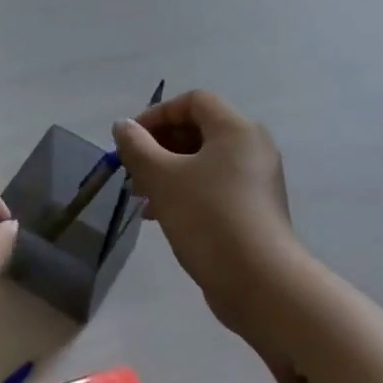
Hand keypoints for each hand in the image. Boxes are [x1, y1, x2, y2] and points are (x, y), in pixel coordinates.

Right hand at [113, 90, 295, 315]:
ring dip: (168, 172)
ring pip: (204, 161)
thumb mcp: (162, 178)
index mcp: (235, 129)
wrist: (259, 281)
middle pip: (199, 130)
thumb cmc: (207, 217)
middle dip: (159, 146)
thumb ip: (137, 147)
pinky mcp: (254, 208)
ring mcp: (257, 180)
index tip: (130, 140)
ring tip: (142, 198)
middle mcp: (252, 147)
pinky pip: (214, 186)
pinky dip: (186, 191)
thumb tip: (123, 126)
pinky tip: (162, 216)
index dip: (157, 114)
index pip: (193, 101)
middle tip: (133, 172)